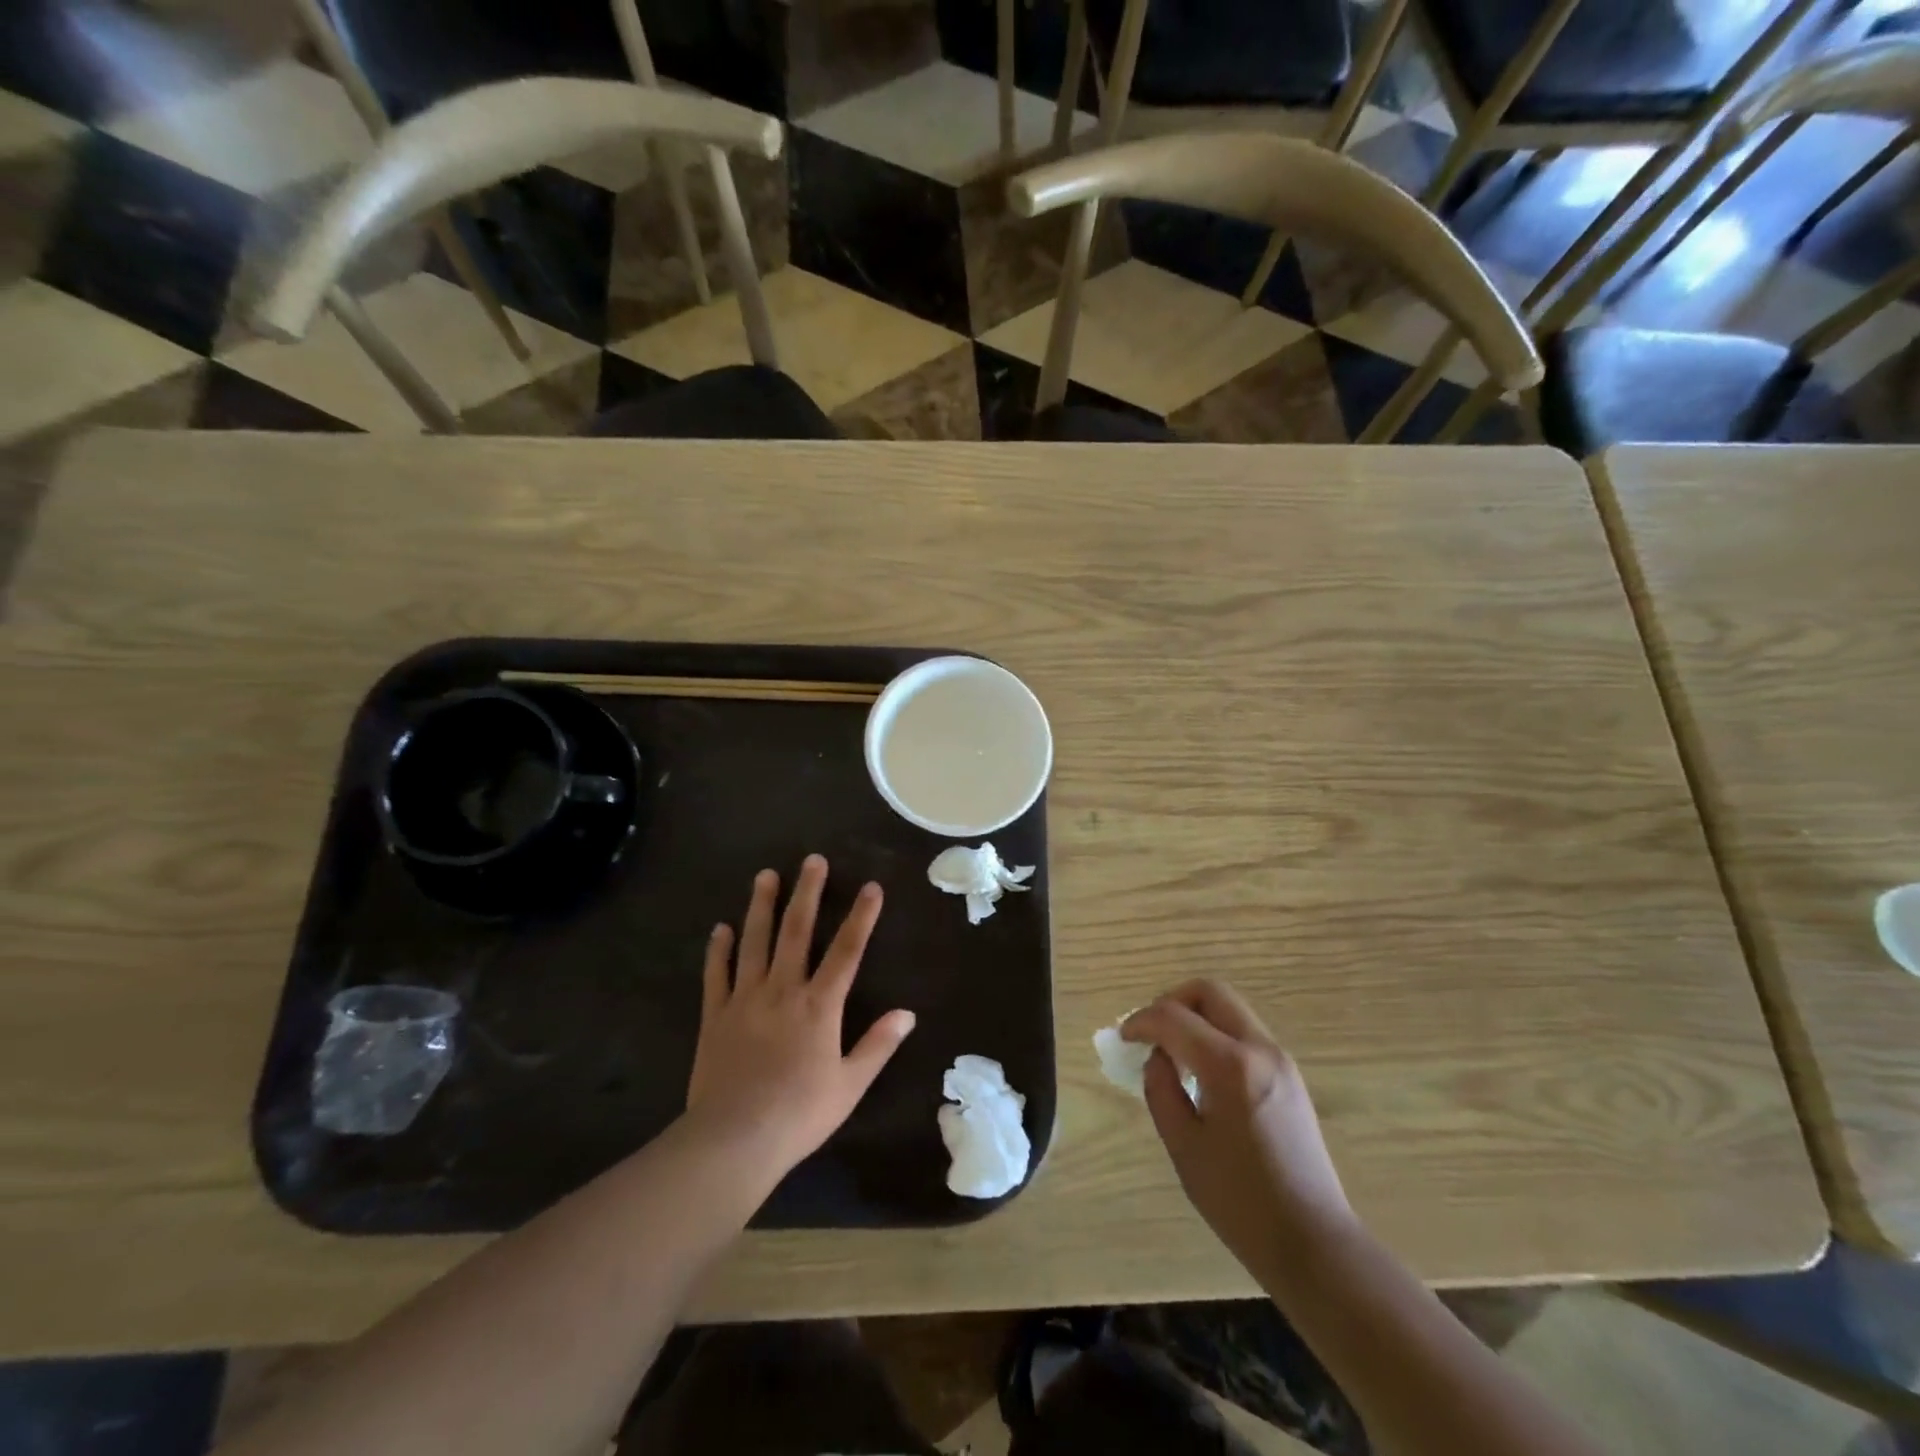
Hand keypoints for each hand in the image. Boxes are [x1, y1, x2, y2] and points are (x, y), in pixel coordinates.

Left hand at [686, 855, 915, 1174]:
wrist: (734, 1140)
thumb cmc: (799, 1114)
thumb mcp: (850, 1085)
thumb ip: (878, 1045)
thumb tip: (907, 1014)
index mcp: (819, 1006)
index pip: (847, 951)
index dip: (861, 917)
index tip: (871, 887)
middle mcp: (783, 990)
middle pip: (797, 932)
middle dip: (807, 893)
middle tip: (812, 860)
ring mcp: (745, 999)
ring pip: (755, 942)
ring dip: (761, 907)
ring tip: (766, 876)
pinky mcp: (715, 1015)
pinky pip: (716, 974)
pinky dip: (718, 950)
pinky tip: (720, 928)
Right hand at [1124, 980, 1354, 1274]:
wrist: (1313, 1243)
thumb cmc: (1240, 1202)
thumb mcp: (1183, 1146)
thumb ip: (1161, 1089)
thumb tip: (1158, 1057)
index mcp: (1230, 1066)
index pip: (1173, 1017)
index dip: (1141, 1021)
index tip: (1123, 1038)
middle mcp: (1260, 1049)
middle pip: (1209, 992)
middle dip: (1172, 1002)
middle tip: (1151, 1033)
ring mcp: (1281, 1060)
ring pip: (1229, 1009)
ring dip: (1195, 1018)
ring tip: (1173, 1055)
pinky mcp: (1289, 1075)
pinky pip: (1244, 1033)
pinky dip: (1215, 1035)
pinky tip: (1202, 1072)